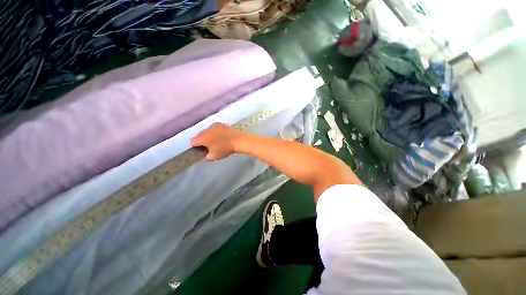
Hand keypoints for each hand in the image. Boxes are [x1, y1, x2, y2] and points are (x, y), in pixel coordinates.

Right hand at [191, 123, 244, 160]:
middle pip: (199, 135)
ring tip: (216, 141)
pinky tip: (221, 136)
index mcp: (202, 137)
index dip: (195, 146)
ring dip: (208, 135)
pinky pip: (214, 128)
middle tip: (208, 146)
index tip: (200, 150)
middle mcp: (206, 129)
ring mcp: (214, 125)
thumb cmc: (225, 149)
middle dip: (201, 140)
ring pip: (207, 131)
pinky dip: (215, 132)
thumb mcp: (214, 156)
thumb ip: (207, 157)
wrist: (238, 140)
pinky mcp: (221, 124)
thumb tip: (206, 155)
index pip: (192, 141)